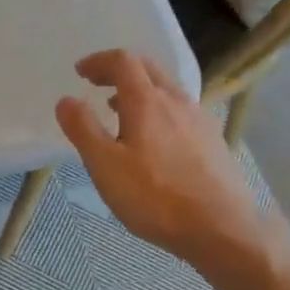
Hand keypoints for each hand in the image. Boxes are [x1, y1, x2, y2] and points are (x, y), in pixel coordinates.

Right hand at [55, 50, 288, 272]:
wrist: (222, 229)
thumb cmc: (156, 197)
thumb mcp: (106, 166)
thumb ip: (83, 129)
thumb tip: (66, 100)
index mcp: (147, 100)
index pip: (123, 61)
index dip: (99, 61)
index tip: (80, 72)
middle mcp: (177, 100)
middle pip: (148, 68)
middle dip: (120, 70)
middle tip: (98, 84)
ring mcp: (200, 119)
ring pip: (167, 89)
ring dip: (140, 91)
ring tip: (119, 112)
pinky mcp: (213, 140)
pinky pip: (181, 111)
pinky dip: (159, 110)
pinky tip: (154, 141)